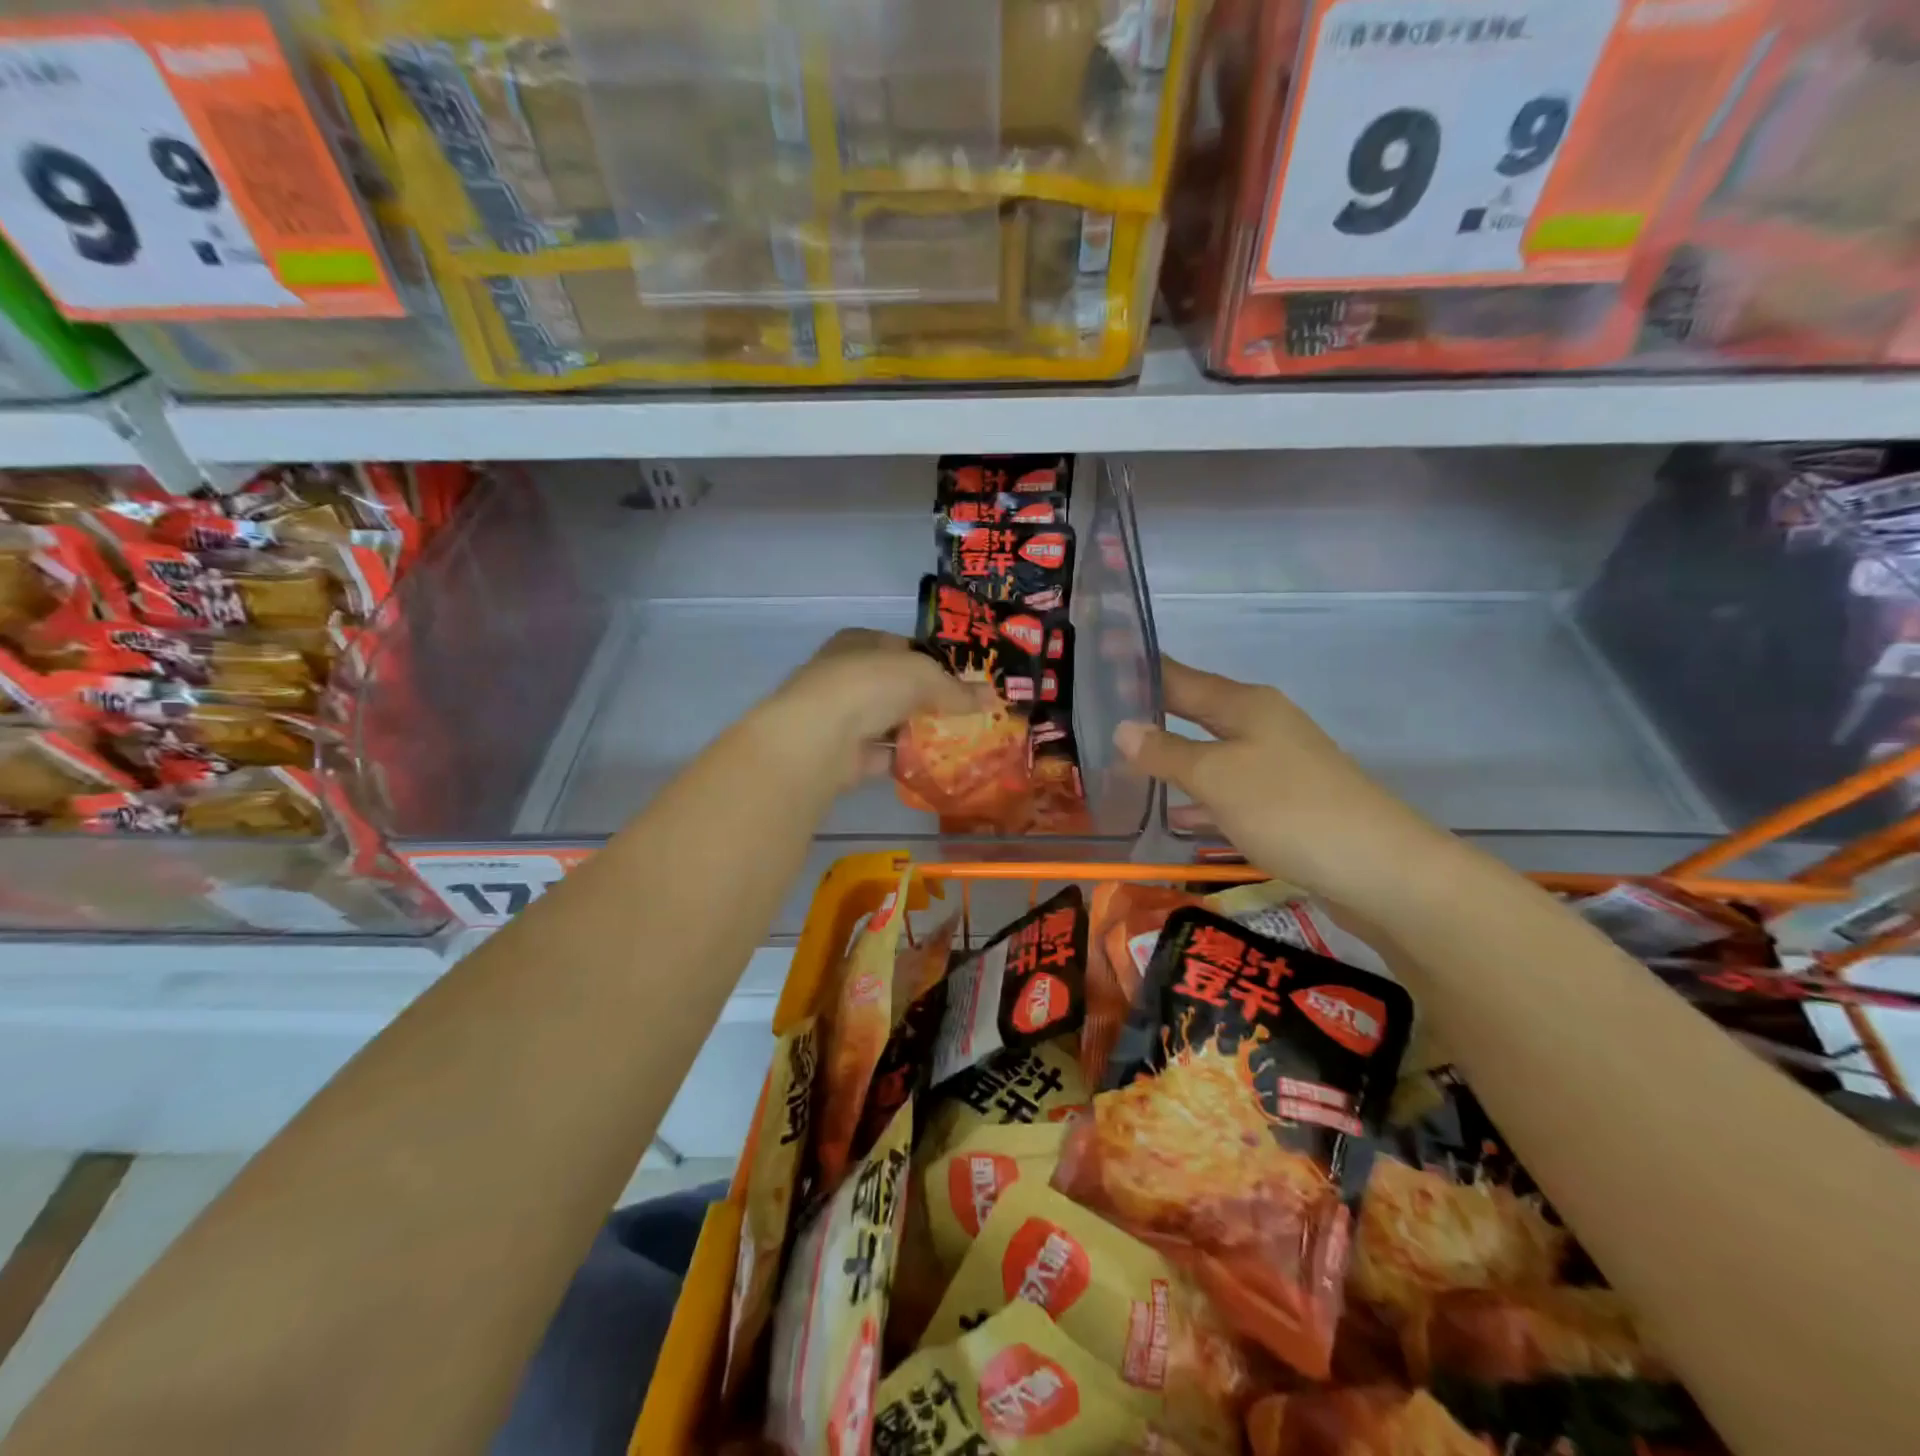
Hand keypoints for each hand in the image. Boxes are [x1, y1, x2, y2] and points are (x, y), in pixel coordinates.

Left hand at [761, 628, 985, 785]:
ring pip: (889, 721)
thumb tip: (992, 697)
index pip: (902, 647)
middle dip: (928, 699)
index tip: (964, 679)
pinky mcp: (844, 753)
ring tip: (959, 740)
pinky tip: (935, 765)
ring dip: (917, 731)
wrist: (819, 737)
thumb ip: (957, 689)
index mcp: (859, 642)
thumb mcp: (923, 676)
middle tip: (967, 713)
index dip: (933, 660)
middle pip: (896, 686)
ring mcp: (842, 715)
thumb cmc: (870, 685)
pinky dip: (905, 759)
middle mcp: (847, 674)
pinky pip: (883, 754)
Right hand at [1115, 658, 1456, 909]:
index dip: (1140, 670)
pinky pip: (1227, 787)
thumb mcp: (1217, 777)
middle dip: (1150, 714)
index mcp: (1245, 704)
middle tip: (1099, 718)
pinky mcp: (1284, 802)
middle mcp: (1261, 725)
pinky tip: (1175, 813)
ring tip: (1122, 763)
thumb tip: (1122, 728)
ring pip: (1209, 751)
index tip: (1100, 662)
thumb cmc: (1289, 809)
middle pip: (1194, 711)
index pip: (1179, 677)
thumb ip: (1166, 753)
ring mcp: (1276, 764)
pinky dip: (1198, 794)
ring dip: (1171, 756)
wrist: (1380, 870)